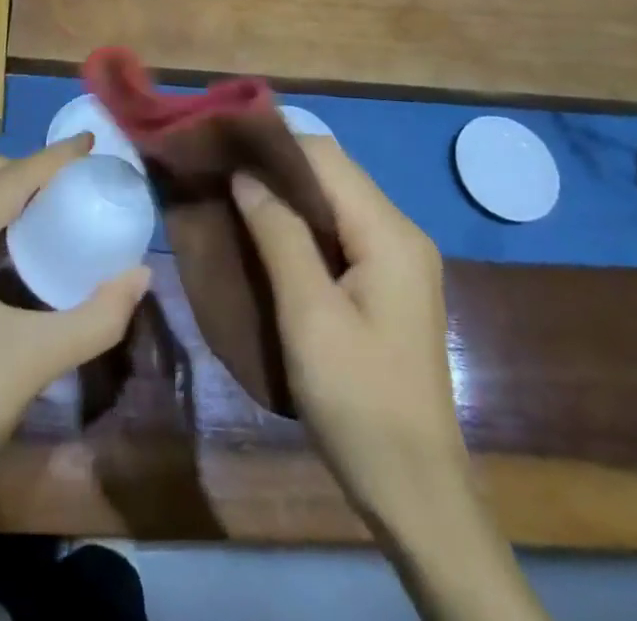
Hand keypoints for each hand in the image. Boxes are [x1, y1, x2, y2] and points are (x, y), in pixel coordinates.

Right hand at [232, 139, 464, 527]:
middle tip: (221, 170)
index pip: (325, 157)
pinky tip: (267, 233)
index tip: (223, 142)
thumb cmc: (358, 401)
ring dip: (287, 196)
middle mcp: (401, 233)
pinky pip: (341, 231)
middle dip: (277, 166)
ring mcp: (398, 259)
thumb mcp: (309, 315)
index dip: (273, 143)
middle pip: (332, 174)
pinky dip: (303, 224)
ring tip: (233, 195)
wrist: (415, 493)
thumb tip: (245, 174)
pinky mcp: (387, 284)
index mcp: (389, 233)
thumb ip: (279, 234)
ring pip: (334, 201)